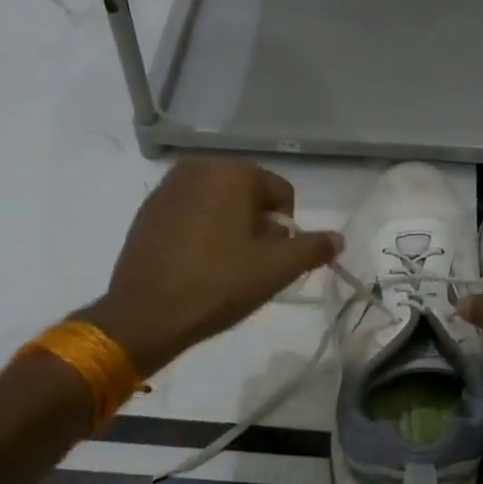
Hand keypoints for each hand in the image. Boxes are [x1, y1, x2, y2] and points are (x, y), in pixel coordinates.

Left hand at [79, 159, 340, 375]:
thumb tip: (338, 238)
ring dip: (230, 228)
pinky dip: (201, 231)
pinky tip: (195, 264)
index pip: (281, 193)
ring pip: (220, 204)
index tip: (271, 261)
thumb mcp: (276, 269)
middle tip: (249, 266)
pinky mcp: (148, 210)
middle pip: (250, 195)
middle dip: (257, 226)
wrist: (144, 316)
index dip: (286, 230)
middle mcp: (199, 167)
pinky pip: (191, 213)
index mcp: (232, 172)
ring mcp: (168, 187)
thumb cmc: (218, 285)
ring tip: (222, 267)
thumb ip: (313, 248)